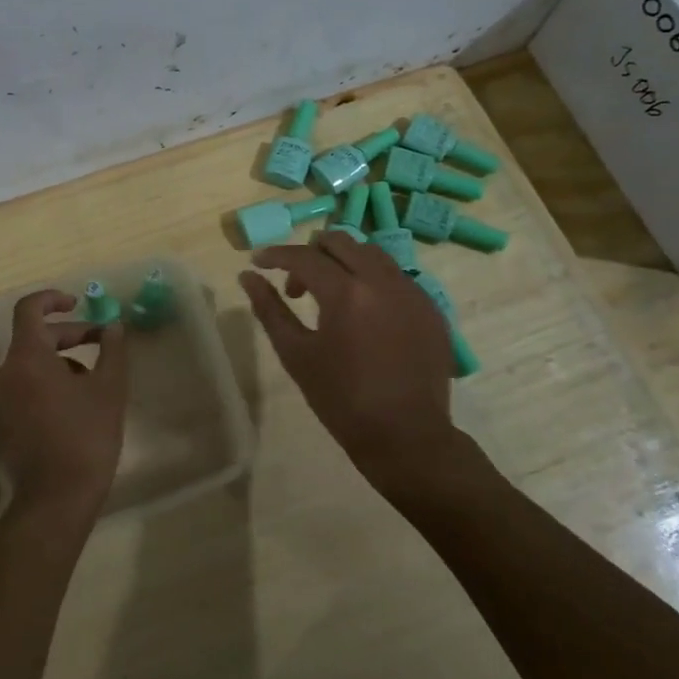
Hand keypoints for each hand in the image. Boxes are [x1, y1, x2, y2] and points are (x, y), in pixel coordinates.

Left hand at [0, 290, 128, 519]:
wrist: (56, 498)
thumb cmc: (86, 436)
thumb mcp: (109, 388)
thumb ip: (112, 350)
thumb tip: (113, 326)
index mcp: (27, 357)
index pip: (29, 309)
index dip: (52, 299)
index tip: (78, 302)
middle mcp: (6, 372)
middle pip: (34, 337)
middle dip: (69, 334)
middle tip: (101, 343)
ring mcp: (0, 399)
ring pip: (31, 364)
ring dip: (61, 361)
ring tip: (94, 380)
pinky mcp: (3, 422)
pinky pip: (25, 387)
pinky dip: (48, 383)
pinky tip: (76, 405)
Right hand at [238, 233, 490, 502]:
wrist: (406, 437)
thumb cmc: (341, 399)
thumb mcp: (296, 354)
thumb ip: (269, 308)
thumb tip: (247, 276)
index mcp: (347, 293)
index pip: (304, 256)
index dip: (276, 255)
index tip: (257, 261)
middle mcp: (383, 280)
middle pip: (340, 241)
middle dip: (311, 253)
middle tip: (295, 284)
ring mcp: (413, 292)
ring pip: (371, 253)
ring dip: (343, 262)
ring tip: (330, 295)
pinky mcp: (430, 308)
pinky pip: (395, 276)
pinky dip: (371, 280)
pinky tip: (363, 313)